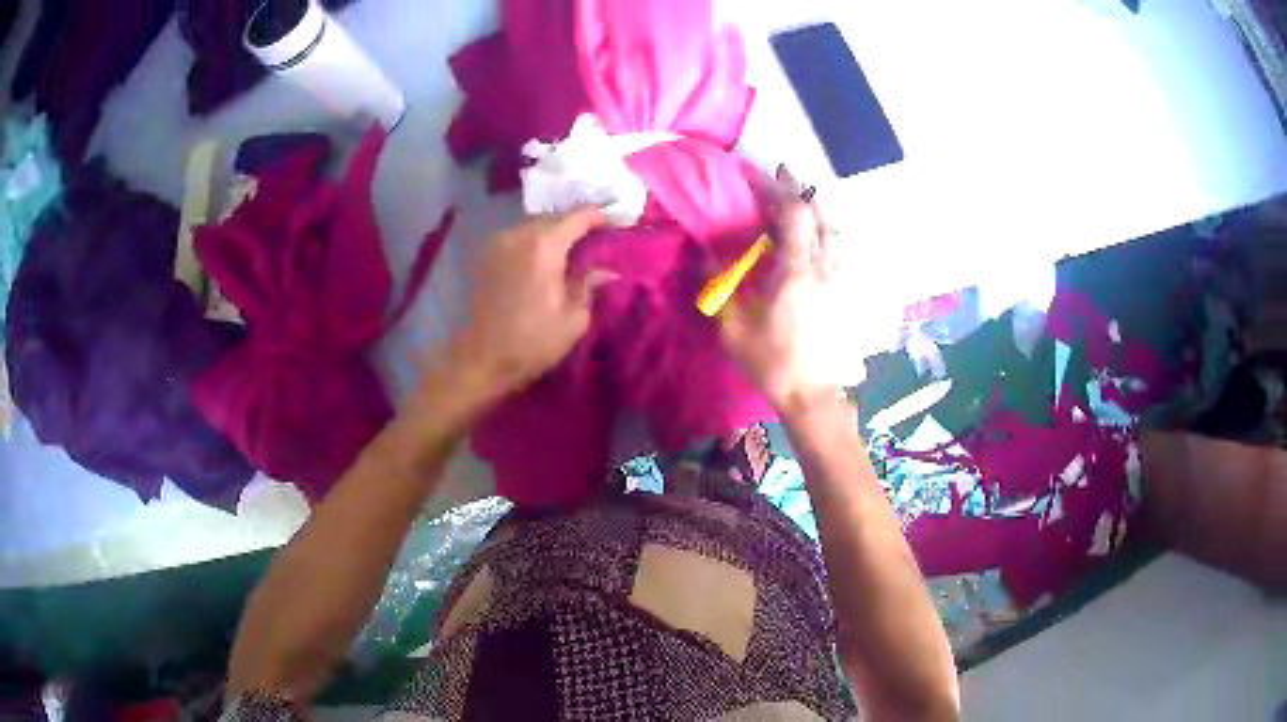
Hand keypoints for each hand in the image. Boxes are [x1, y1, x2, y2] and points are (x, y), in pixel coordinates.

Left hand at [428, 207, 611, 410]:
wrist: (482, 359)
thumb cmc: (532, 343)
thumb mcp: (574, 319)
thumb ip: (589, 285)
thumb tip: (606, 270)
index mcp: (544, 247)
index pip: (579, 217)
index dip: (600, 217)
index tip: (615, 225)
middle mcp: (519, 235)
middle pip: (554, 217)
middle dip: (575, 225)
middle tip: (595, 241)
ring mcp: (498, 242)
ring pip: (534, 226)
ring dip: (553, 233)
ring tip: (570, 251)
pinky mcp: (486, 255)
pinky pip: (517, 237)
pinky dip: (533, 242)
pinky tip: (543, 260)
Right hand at [720, 167, 842, 414]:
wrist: (812, 395)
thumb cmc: (772, 361)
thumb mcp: (734, 327)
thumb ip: (719, 287)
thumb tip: (704, 257)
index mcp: (797, 270)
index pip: (795, 214)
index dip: (781, 189)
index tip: (767, 172)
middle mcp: (825, 268)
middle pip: (820, 216)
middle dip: (801, 193)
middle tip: (784, 180)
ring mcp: (841, 282)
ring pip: (835, 233)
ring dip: (818, 214)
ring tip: (801, 209)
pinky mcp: (847, 296)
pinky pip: (841, 253)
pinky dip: (829, 237)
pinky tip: (820, 244)